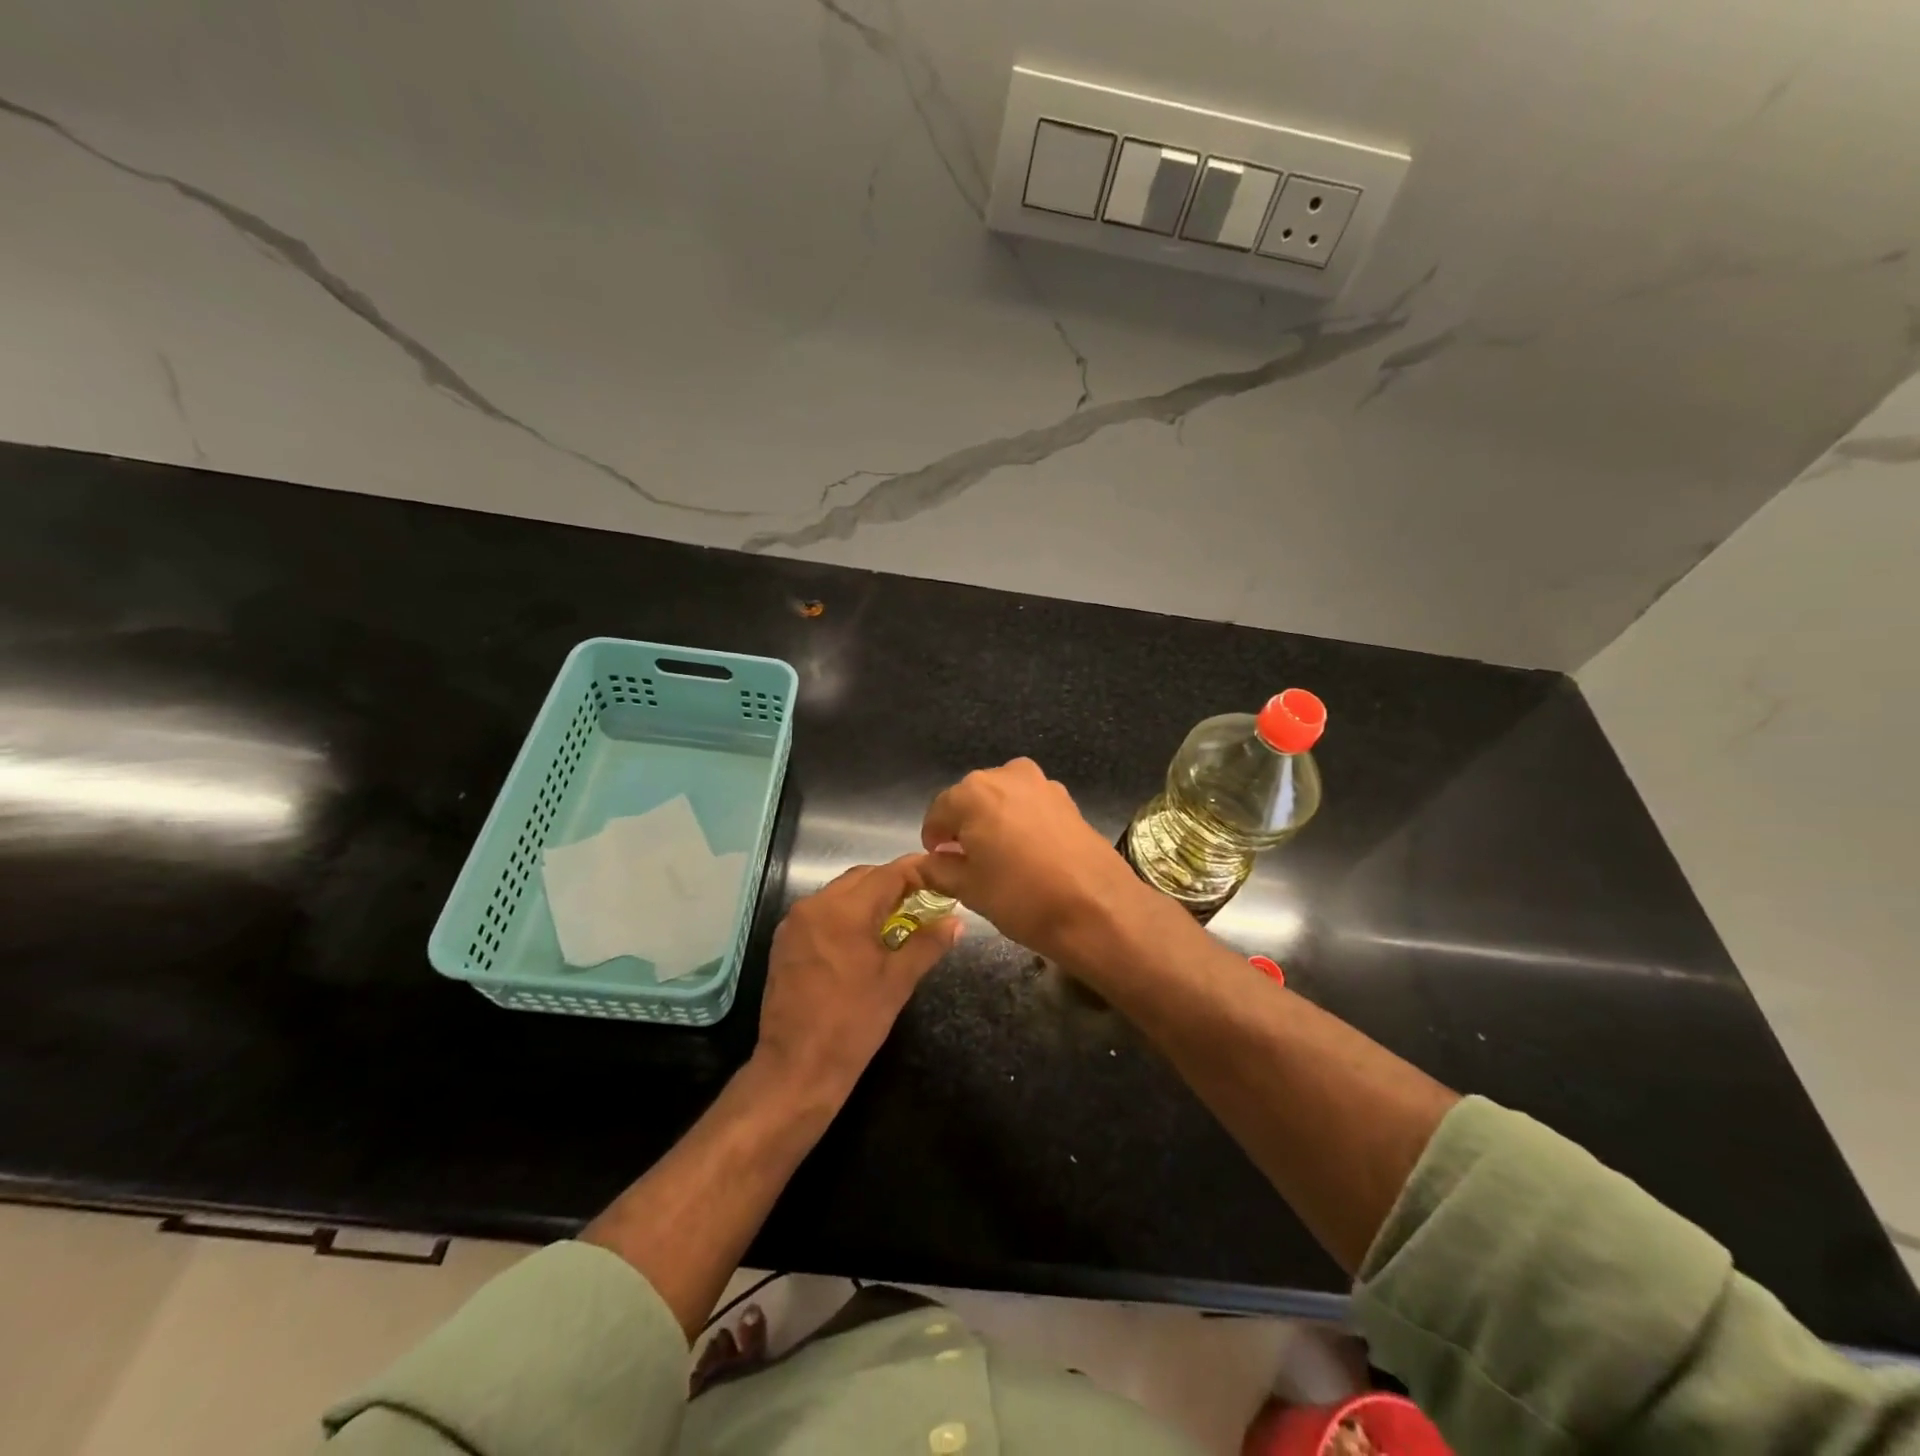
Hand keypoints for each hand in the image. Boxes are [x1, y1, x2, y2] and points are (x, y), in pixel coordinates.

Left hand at [753, 855, 960, 1105]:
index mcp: (844, 910)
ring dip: (869, 898)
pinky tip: (864, 938)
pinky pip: (822, 912)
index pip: (888, 874)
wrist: (797, 1067)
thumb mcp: (898, 982)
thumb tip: (956, 922)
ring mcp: (795, 923)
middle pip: (863, 877)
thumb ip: (928, 944)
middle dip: (894, 884)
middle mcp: (815, 905)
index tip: (941, 877)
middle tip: (923, 901)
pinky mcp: (785, 940)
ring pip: (840, 892)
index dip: (918, 872)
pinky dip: (846, 914)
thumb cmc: (853, 1023)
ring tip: (897, 919)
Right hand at [917, 759, 1149, 963]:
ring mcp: (1041, 783)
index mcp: (973, 792)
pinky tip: (1029, 854)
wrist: (1097, 907)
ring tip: (999, 859)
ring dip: (994, 822)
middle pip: (971, 799)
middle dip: (964, 826)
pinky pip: (1030, 806)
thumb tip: (924, 863)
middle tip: (967, 862)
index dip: (934, 838)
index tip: (938, 861)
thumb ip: (937, 869)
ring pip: (1003, 800)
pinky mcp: (1067, 799)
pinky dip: (1021, 823)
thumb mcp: (968, 888)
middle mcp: (1006, 775)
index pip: (938, 811)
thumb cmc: (1021, 896)